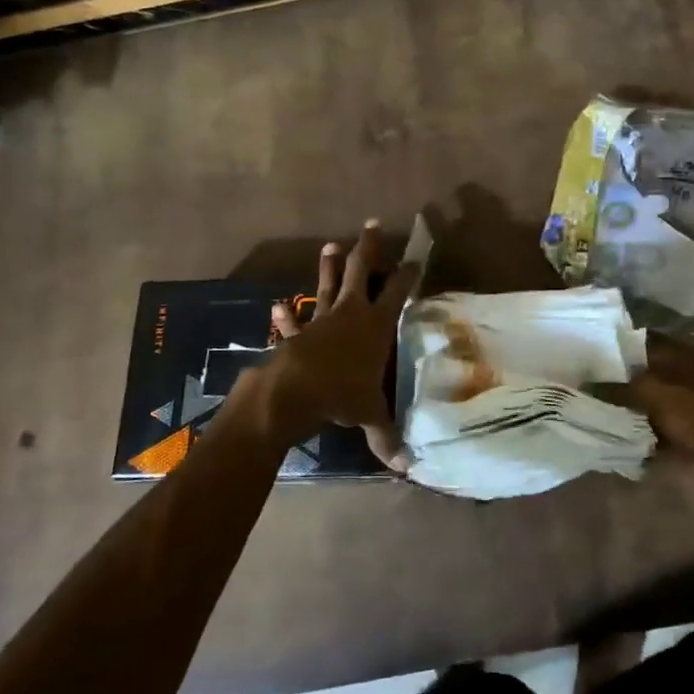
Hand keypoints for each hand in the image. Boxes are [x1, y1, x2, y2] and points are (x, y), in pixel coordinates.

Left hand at [258, 220, 420, 471]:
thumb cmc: (341, 395)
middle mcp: (350, 314)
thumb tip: (407, 468)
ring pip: (327, 285)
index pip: (398, 292)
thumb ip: (387, 436)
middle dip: (368, 248)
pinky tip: (278, 306)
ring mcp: (321, 320)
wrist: (294, 392)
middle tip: (372, 224)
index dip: (408, 274)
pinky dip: (286, 316)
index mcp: (375, 325)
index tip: (416, 257)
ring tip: (330, 244)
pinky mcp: (297, 334)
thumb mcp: (370, 415)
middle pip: (361, 271)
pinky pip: (293, 322)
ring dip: (328, 265)